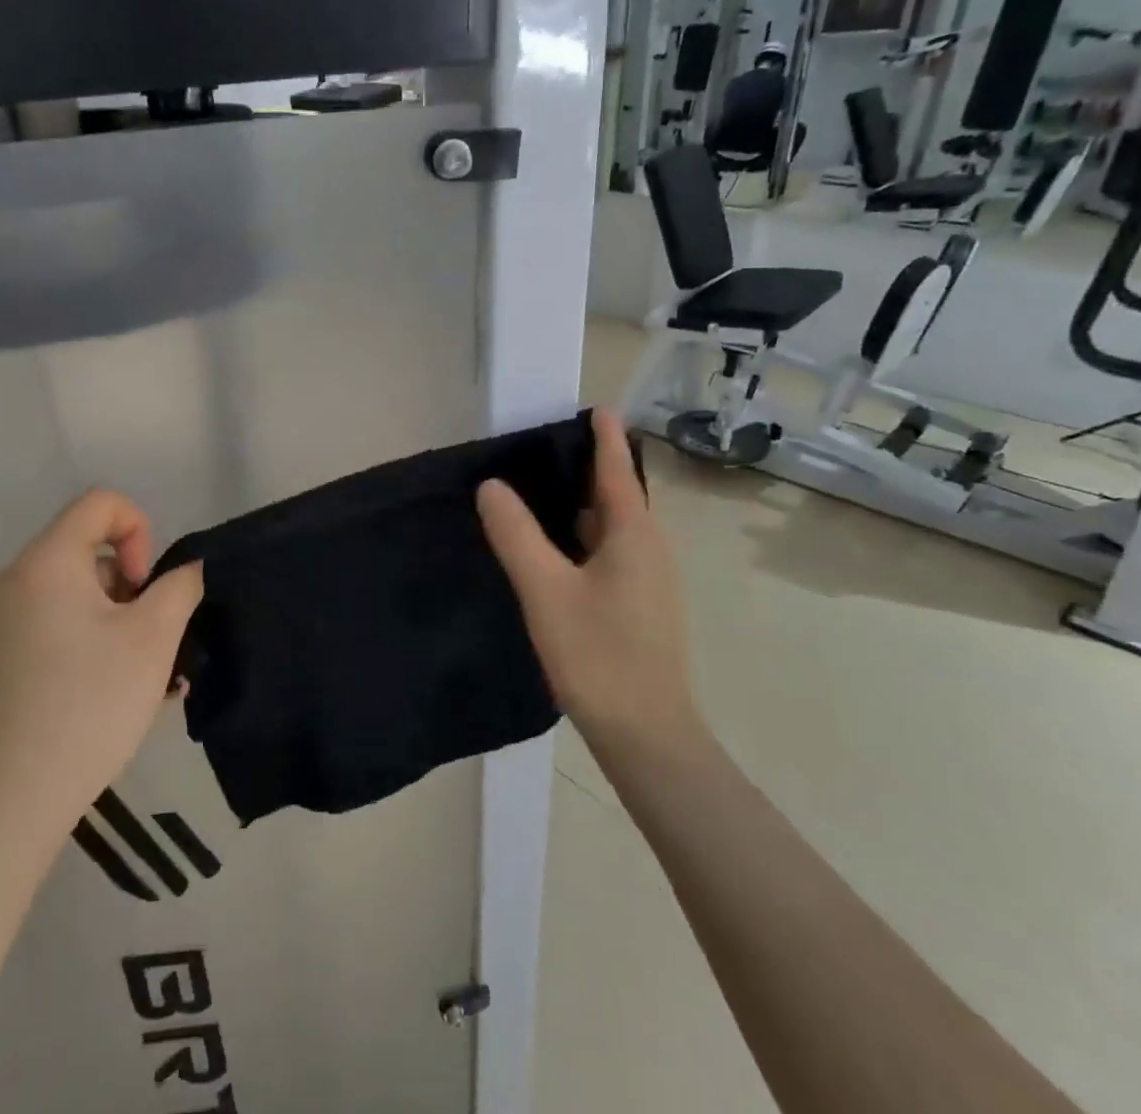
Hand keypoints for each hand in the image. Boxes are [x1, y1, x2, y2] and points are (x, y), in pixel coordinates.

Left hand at [0, 490, 204, 838]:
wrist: (8, 803)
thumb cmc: (89, 704)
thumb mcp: (154, 638)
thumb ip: (180, 587)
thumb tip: (184, 572)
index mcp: (44, 562)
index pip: (100, 503)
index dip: (140, 531)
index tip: (146, 589)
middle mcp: (10, 581)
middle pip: (85, 550)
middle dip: (129, 585)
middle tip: (146, 640)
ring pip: (70, 592)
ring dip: (112, 617)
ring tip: (136, 677)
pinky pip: (49, 624)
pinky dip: (84, 639)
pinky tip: (105, 692)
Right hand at [476, 410, 701, 757]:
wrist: (646, 735)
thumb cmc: (599, 655)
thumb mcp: (546, 591)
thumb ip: (516, 535)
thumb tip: (491, 485)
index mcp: (634, 534)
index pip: (617, 468)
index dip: (604, 435)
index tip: (594, 404)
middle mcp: (648, 547)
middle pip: (618, 493)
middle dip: (587, 465)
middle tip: (542, 445)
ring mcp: (648, 578)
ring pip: (613, 525)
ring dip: (582, 502)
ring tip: (539, 488)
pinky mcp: (639, 604)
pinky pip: (610, 550)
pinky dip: (582, 534)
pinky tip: (553, 546)